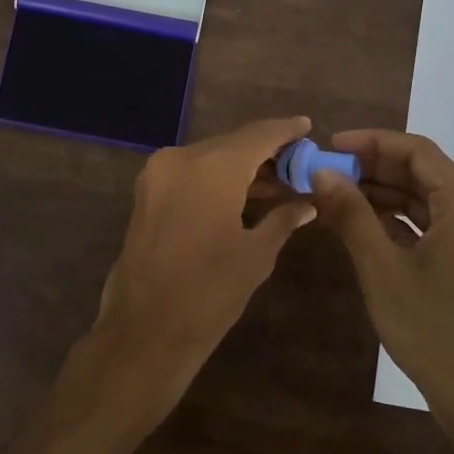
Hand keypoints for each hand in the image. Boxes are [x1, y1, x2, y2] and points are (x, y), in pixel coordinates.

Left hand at [64, 117, 318, 431]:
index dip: (285, 130)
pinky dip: (216, 180)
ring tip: (278, 186)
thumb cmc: (210, 291)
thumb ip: (283, 219)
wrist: (146, 328)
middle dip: (265, 154)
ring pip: (209, 159)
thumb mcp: (256, 254)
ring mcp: (158, 174)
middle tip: (298, 166)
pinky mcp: (146, 193)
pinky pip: (190, 174)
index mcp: (212, 166)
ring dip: (241, 169)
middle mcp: (181, 158)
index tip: (307, 126)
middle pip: (232, 144)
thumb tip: (306, 204)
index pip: (258, 135)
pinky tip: (243, 196)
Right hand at [309, 130, 453, 450]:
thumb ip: (352, 214)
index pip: (418, 151)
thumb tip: (322, 173)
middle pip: (425, 174)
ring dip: (385, 196)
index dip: (372, 142)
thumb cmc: (432, 329)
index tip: (331, 147)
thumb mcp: (382, 269)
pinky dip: (402, 223)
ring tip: (338, 198)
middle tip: (328, 174)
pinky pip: (436, 228)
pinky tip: (366, 228)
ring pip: (429, 202)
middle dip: (374, 169)